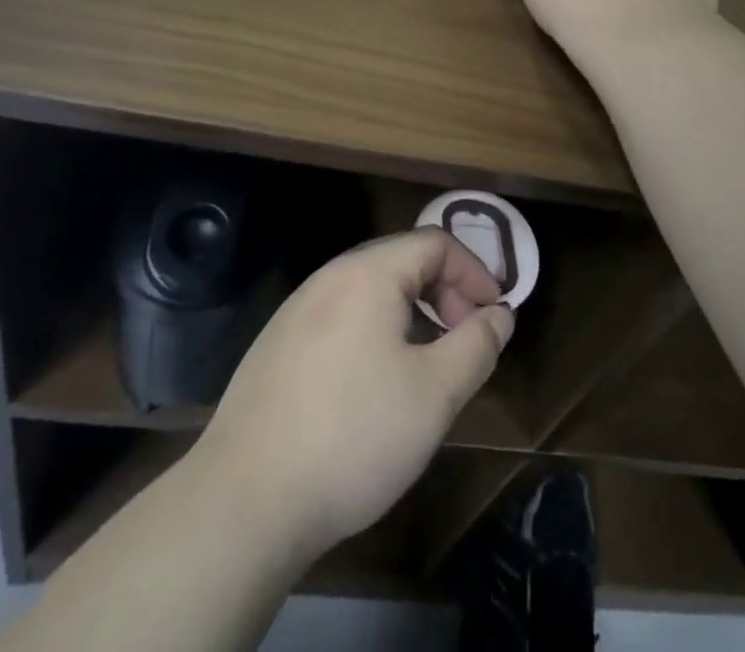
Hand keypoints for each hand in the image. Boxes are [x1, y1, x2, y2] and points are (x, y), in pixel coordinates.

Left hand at [193, 229, 514, 563]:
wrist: (245, 500)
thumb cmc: (354, 436)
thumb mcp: (434, 394)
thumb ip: (476, 345)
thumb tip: (500, 314)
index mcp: (368, 273)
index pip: (435, 243)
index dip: (474, 273)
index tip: (494, 317)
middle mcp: (329, 276)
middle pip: (402, 261)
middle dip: (445, 292)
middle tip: (465, 340)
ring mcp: (296, 309)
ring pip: (370, 290)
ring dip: (411, 312)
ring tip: (426, 362)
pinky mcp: (276, 345)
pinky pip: (341, 316)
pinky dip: (375, 330)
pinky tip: (374, 383)